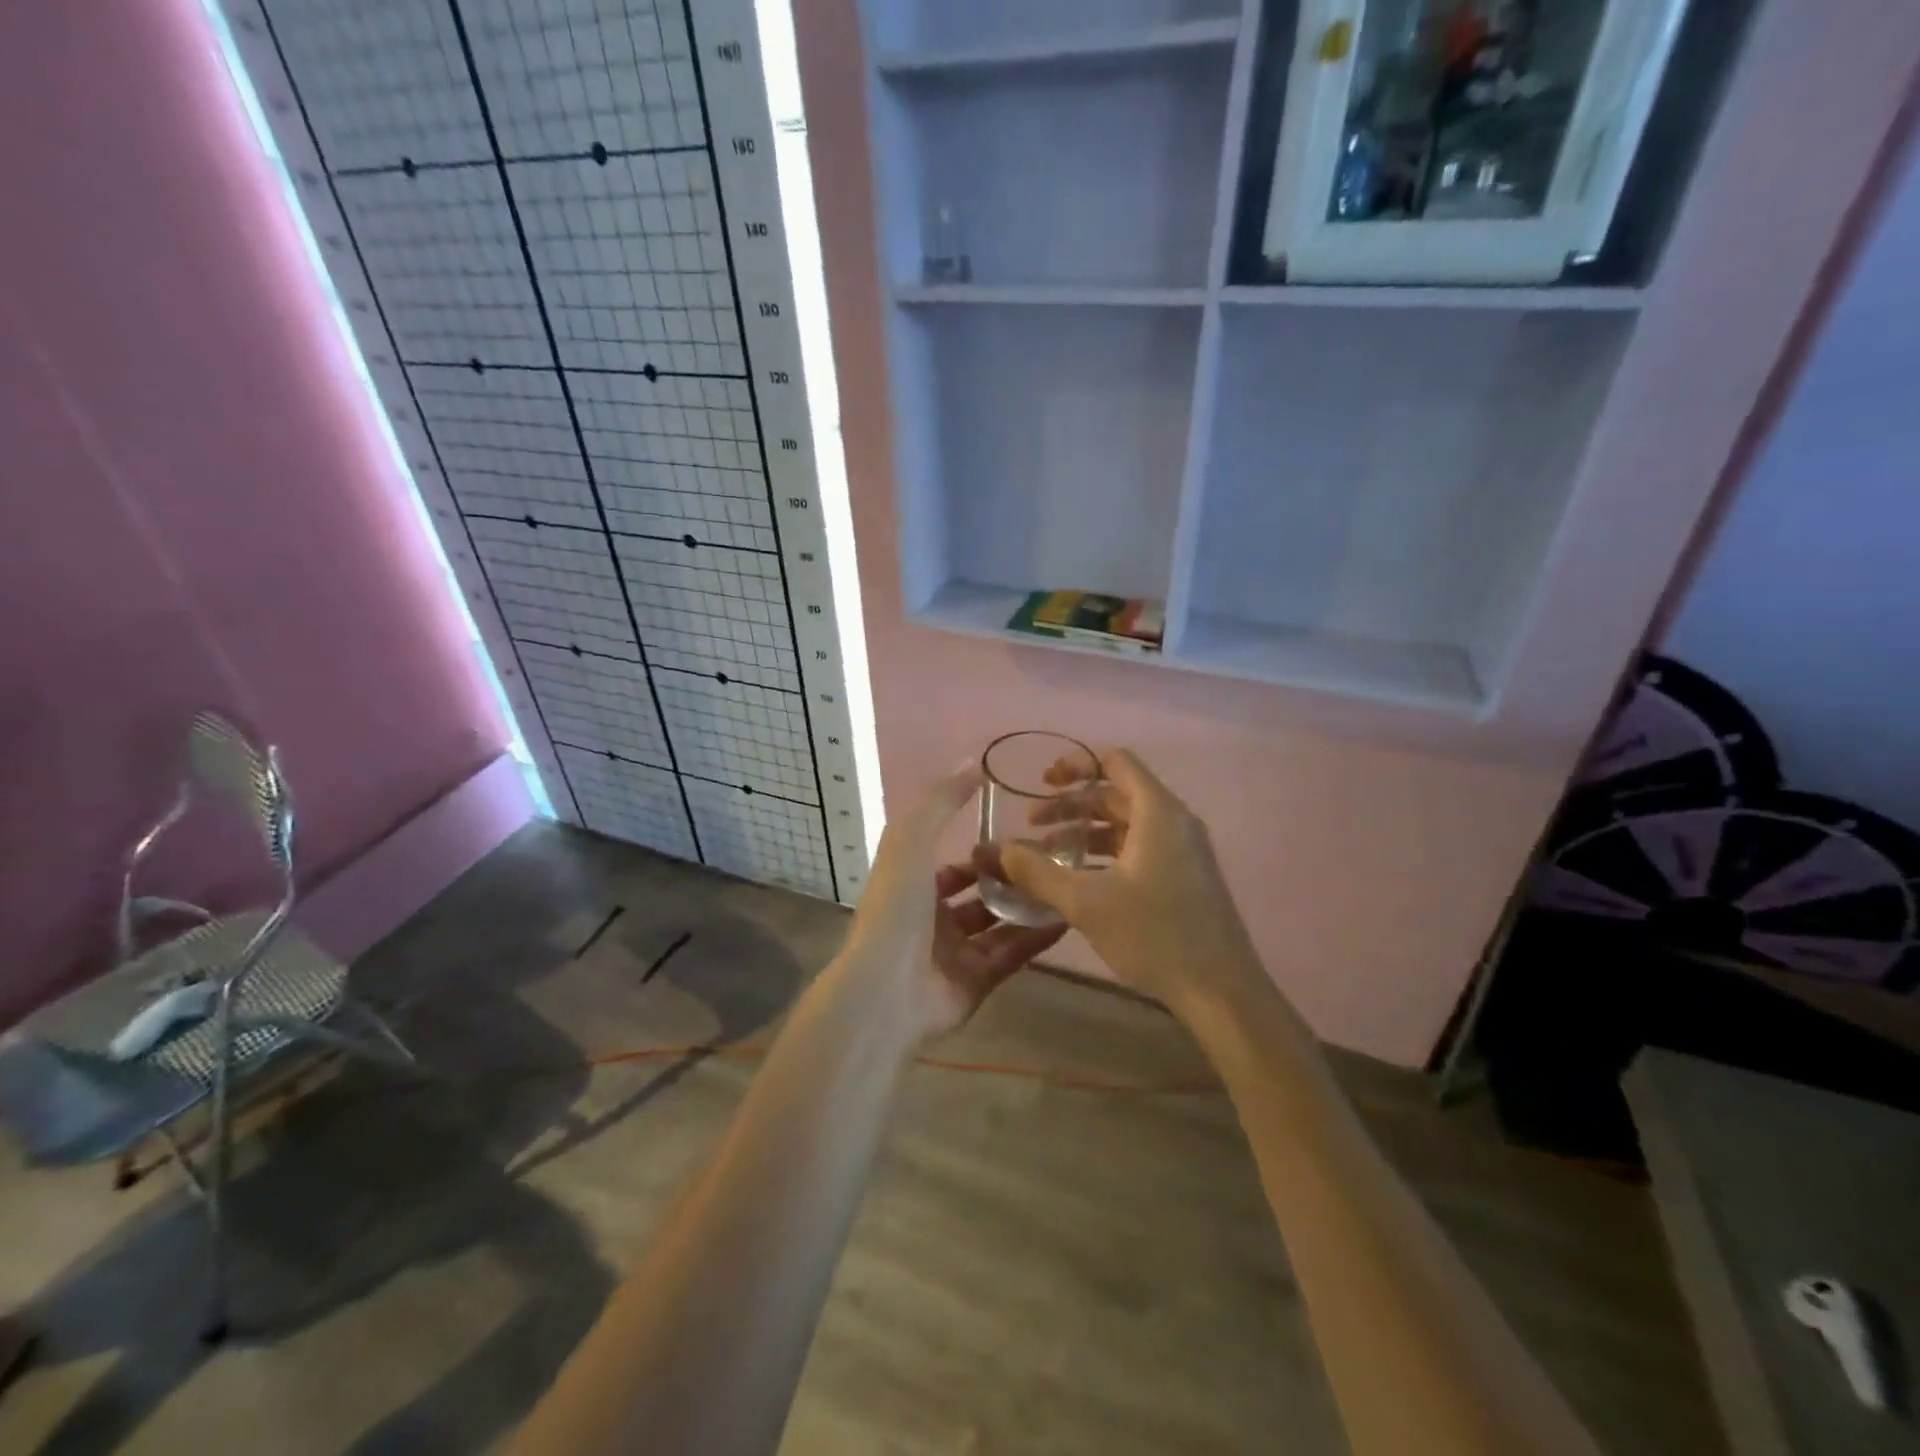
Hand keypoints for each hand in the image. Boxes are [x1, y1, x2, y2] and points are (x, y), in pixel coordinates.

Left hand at [844, 766, 1064, 1041]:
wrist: (886, 990)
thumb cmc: (896, 909)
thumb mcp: (912, 841)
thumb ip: (941, 802)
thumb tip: (973, 763)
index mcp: (912, 888)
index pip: (951, 865)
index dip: (981, 851)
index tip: (1019, 833)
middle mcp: (932, 921)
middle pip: (980, 895)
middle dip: (1011, 879)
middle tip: (1052, 861)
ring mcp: (954, 955)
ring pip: (1000, 925)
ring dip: (1029, 906)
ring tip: (1067, 885)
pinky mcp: (976, 984)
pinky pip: (1011, 954)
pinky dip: (1036, 938)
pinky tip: (1067, 917)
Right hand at [994, 748, 1255, 1013]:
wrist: (1220, 991)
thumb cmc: (1154, 935)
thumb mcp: (1085, 903)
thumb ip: (1038, 872)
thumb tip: (1000, 850)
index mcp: (1157, 812)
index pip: (1115, 762)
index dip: (1076, 764)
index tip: (1042, 783)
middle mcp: (1174, 821)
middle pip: (1117, 793)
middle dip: (1071, 805)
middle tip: (1032, 825)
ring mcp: (1183, 850)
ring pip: (1126, 824)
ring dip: (1086, 832)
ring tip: (1047, 855)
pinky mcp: (1185, 877)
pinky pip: (1139, 847)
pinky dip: (1106, 853)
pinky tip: (1079, 880)